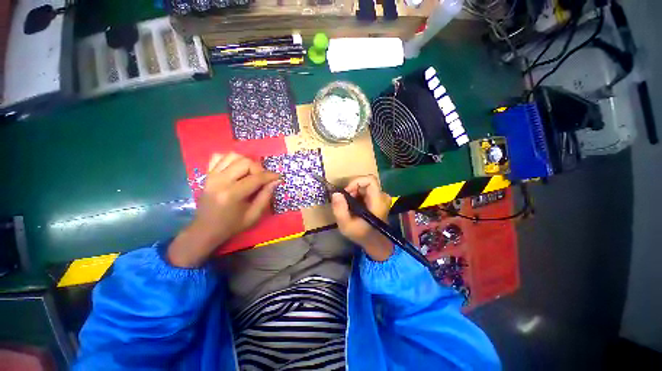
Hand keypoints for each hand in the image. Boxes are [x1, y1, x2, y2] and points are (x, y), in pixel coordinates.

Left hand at [168, 152, 279, 267]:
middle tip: (261, 179)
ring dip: (246, 162)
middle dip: (258, 169)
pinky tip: (236, 169)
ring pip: (233, 156)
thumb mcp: (254, 215)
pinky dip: (230, 159)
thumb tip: (276, 181)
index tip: (278, 177)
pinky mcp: (207, 174)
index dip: (270, 176)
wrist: (205, 229)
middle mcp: (220, 181)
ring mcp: (212, 176)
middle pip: (245, 162)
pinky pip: (219, 157)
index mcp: (232, 194)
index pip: (256, 178)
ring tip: (249, 174)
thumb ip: (266, 196)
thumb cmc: (232, 225)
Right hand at [331, 175, 393, 261]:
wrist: (375, 242)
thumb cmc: (361, 234)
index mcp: (377, 202)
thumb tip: (335, 193)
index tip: (346, 192)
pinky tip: (354, 205)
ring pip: (365, 186)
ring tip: (349, 205)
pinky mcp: (379, 199)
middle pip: (366, 182)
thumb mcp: (346, 225)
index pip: (370, 180)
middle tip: (345, 201)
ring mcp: (382, 197)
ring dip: (354, 192)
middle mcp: (382, 197)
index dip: (356, 182)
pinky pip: (367, 190)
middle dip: (352, 189)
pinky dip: (358, 195)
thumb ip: (339, 209)